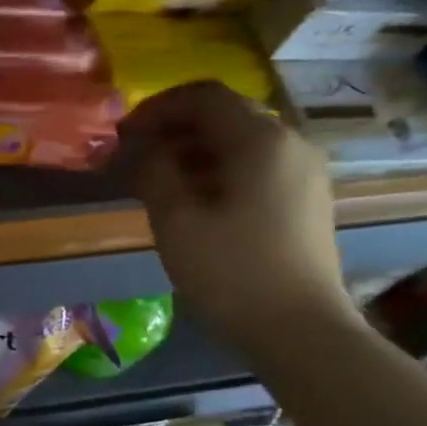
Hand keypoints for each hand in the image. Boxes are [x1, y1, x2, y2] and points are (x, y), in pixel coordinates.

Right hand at [125, 82, 359, 353]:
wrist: (298, 330)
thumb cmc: (231, 272)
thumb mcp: (176, 220)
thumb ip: (153, 172)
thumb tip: (141, 148)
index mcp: (259, 139)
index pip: (203, 96)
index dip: (156, 108)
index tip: (121, 134)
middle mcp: (289, 143)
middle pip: (224, 115)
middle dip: (173, 129)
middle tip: (133, 158)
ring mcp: (303, 172)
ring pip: (239, 142)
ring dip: (192, 151)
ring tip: (155, 182)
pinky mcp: (305, 199)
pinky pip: (255, 166)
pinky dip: (217, 170)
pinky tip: (192, 202)